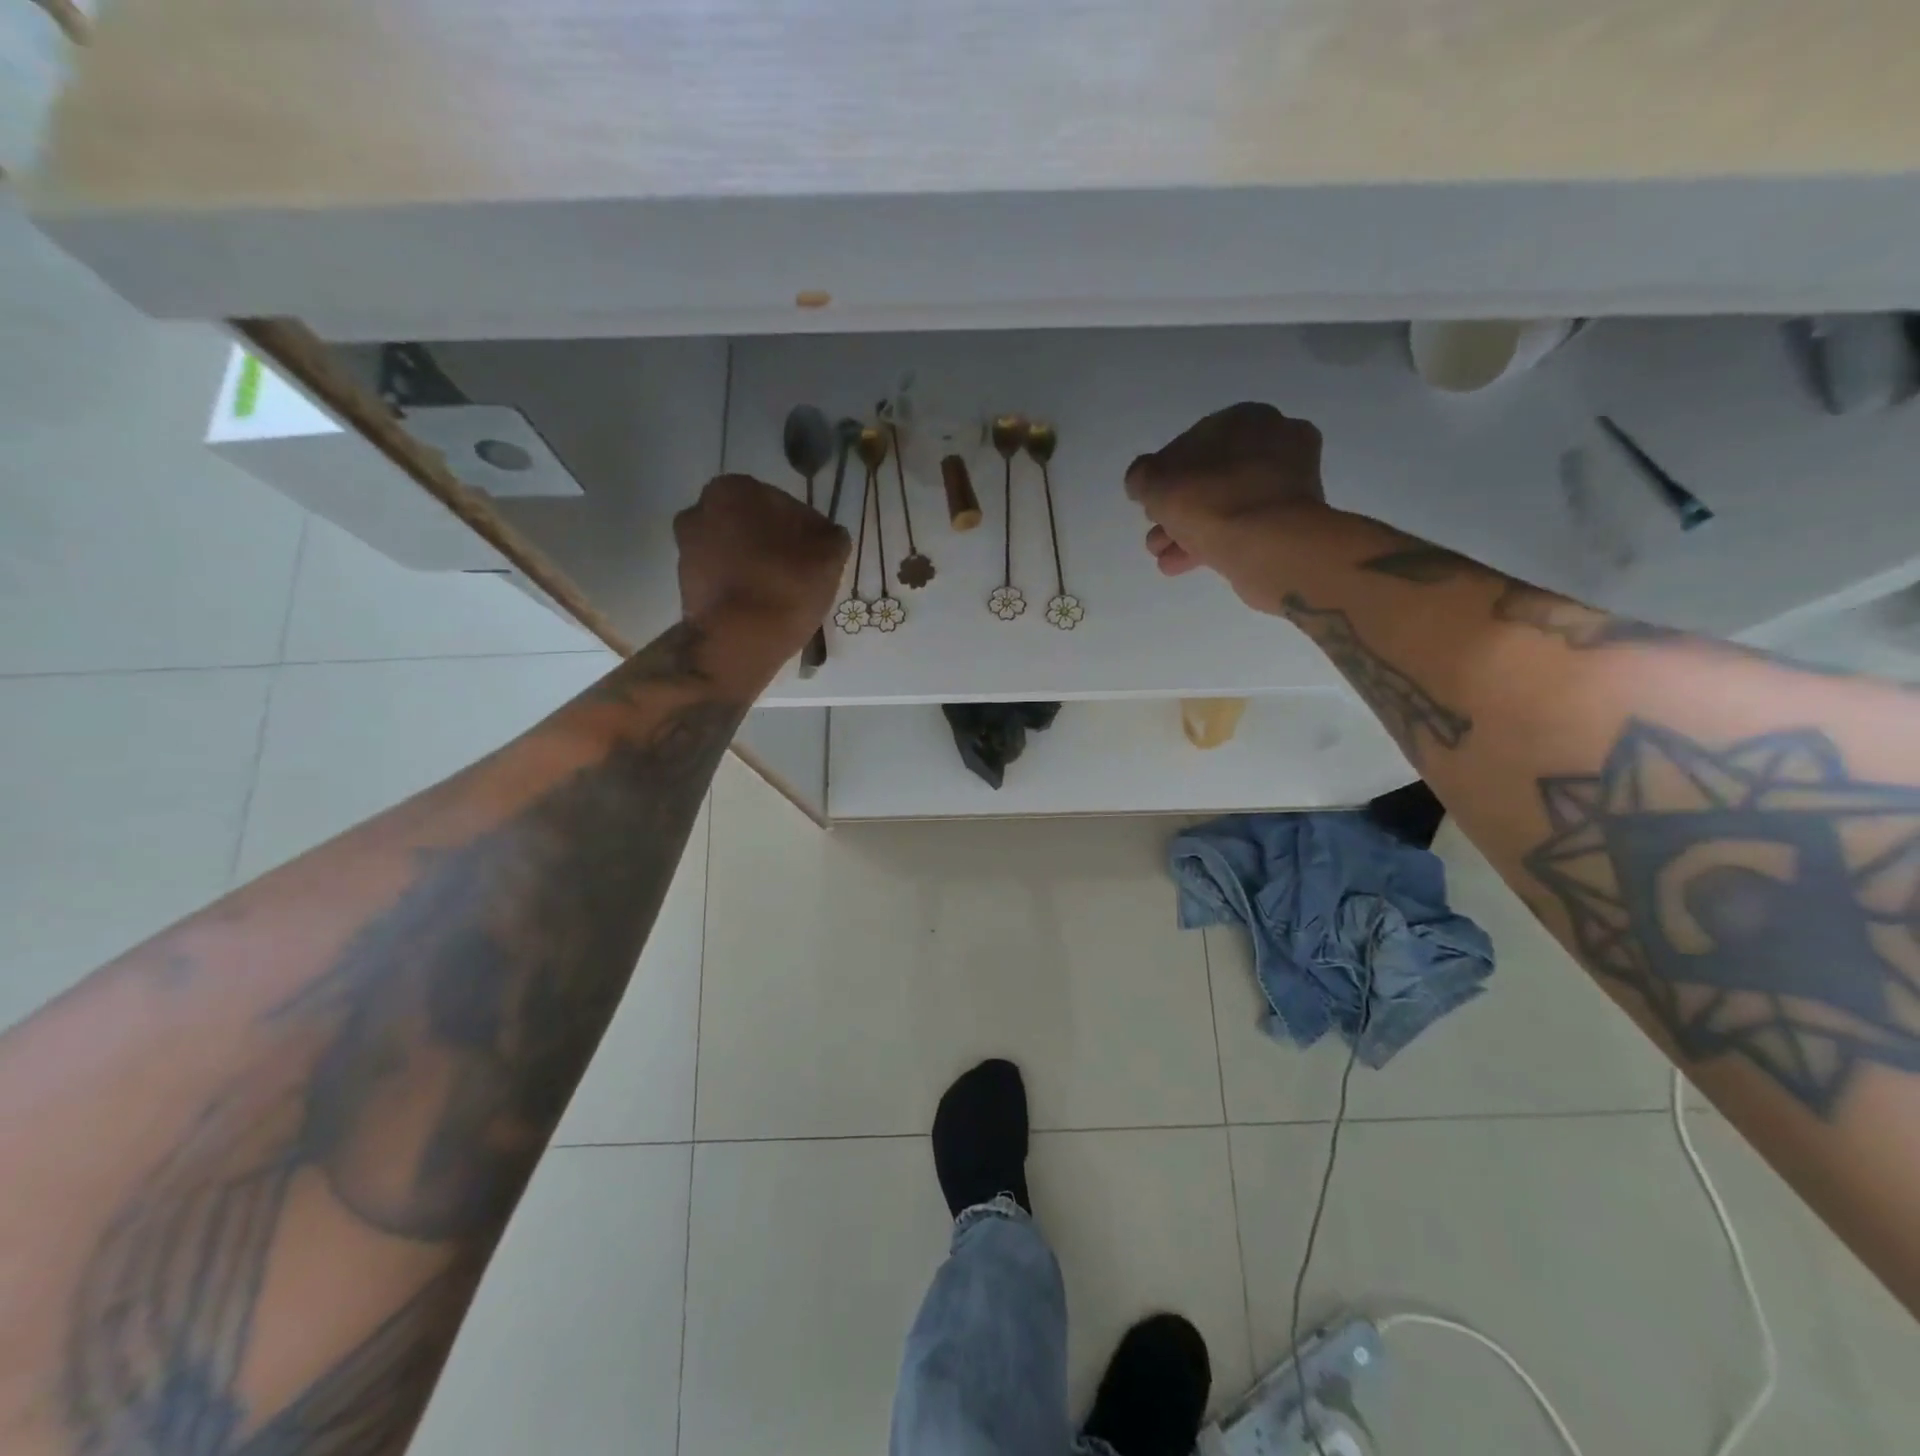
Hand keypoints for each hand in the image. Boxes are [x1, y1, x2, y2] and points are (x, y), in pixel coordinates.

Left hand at [674, 474, 849, 655]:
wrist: (737, 641)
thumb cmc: (786, 585)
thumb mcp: (829, 556)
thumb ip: (832, 536)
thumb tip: (827, 536)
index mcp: (735, 489)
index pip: (783, 503)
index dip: (805, 530)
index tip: (818, 554)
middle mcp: (701, 509)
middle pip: (753, 525)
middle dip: (774, 543)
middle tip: (801, 572)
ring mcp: (687, 548)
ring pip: (735, 550)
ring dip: (756, 564)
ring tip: (782, 592)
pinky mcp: (685, 583)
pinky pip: (723, 577)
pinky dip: (740, 585)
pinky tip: (761, 606)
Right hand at [1126, 402, 1329, 611]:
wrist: (1270, 545)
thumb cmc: (1212, 501)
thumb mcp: (1156, 483)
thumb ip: (1142, 477)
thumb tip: (1142, 481)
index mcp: (1246, 419)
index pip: (1192, 443)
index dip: (1163, 474)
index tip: (1149, 502)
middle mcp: (1274, 442)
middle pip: (1209, 478)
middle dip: (1177, 509)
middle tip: (1155, 533)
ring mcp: (1289, 483)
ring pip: (1225, 505)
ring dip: (1189, 530)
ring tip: (1162, 554)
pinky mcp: (1293, 521)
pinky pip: (1243, 526)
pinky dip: (1213, 542)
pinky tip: (1182, 563)